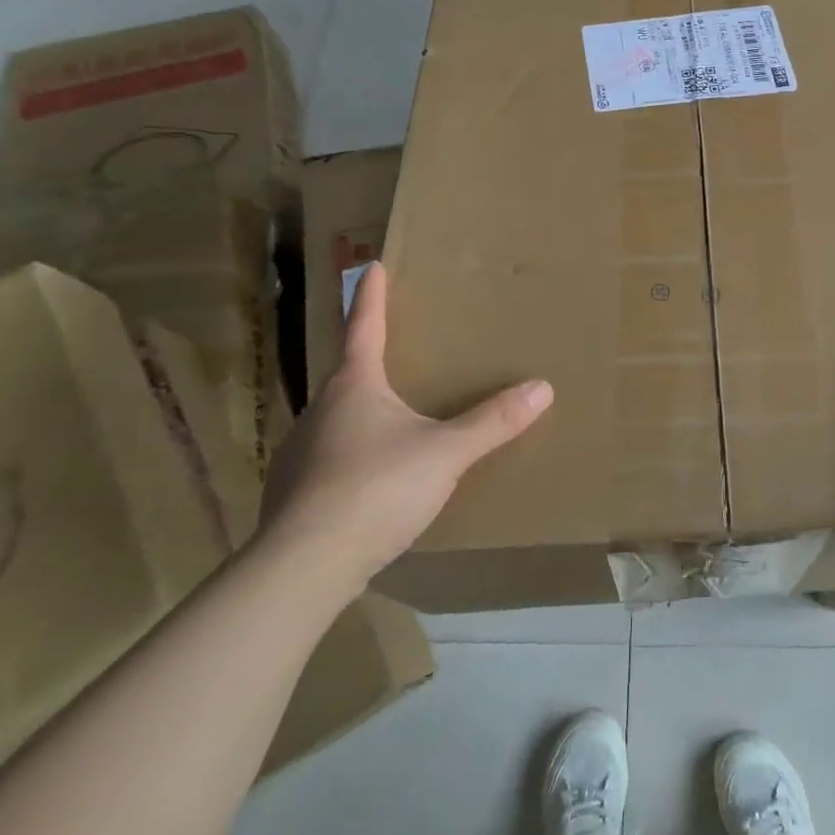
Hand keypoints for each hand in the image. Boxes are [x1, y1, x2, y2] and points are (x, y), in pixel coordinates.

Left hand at [255, 263, 552, 602]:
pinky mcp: (292, 496)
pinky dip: (348, 461)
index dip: (371, 296)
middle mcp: (320, 411)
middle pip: (347, 375)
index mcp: (354, 387)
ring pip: (335, 421)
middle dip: (369, 362)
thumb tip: (542, 387)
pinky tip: (368, 483)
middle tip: (394, 354)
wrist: (303, 568)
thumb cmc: (376, 489)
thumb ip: (493, 422)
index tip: (371, 266)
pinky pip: (327, 463)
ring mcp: (299, 455)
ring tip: (389, 425)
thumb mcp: (445, 453)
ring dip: (359, 415)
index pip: (364, 327)